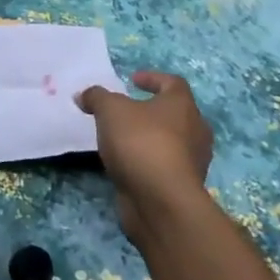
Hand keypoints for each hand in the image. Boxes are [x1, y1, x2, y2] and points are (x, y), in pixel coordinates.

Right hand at [78, 70, 213, 242]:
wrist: (161, 201)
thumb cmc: (140, 142)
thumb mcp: (109, 110)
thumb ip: (96, 97)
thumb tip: (84, 95)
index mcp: (182, 105)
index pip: (173, 83)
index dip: (153, 78)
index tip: (132, 80)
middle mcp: (195, 131)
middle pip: (176, 113)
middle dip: (153, 110)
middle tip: (128, 110)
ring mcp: (192, 161)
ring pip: (172, 141)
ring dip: (150, 136)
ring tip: (122, 138)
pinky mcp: (183, 186)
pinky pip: (164, 164)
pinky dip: (148, 160)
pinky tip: (126, 162)